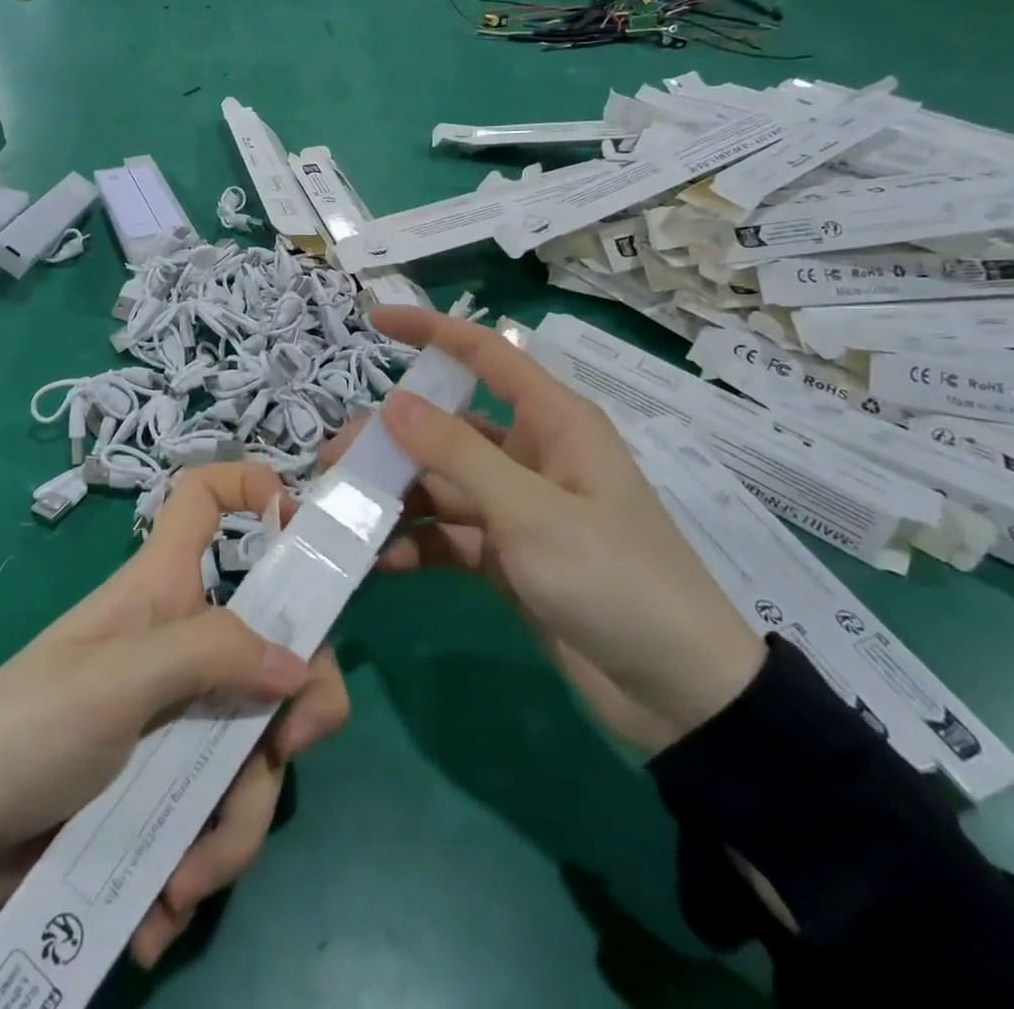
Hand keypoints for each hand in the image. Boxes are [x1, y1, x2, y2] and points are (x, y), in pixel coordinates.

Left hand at [0, 463, 349, 965]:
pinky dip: (204, 862)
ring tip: (183, 880)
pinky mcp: (173, 784)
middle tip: (282, 751)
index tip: (301, 528)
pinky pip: (223, 811)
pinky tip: (161, 907)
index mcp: (166, 587)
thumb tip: (302, 665)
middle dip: (298, 705)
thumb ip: (208, 656)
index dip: (253, 487)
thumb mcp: (115, 682)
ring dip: (235, 824)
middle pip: (277, 642)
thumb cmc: (26, 728)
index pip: (206, 498)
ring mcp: (186, 715)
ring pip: (256, 746)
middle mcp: (187, 642)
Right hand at [335, 308, 764, 754]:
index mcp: (553, 423)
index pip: (485, 354)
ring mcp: (516, 508)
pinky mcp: (506, 556)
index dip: (431, 331)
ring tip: (346, 515)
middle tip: (335, 461)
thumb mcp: (532, 512)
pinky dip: (418, 543)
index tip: (375, 320)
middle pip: (447, 427)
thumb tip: (394, 402)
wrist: (678, 694)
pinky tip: (386, 561)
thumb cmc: (615, 578)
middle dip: (391, 439)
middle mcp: (530, 455)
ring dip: (397, 496)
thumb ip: (459, 455)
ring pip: (441, 483)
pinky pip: (449, 535)